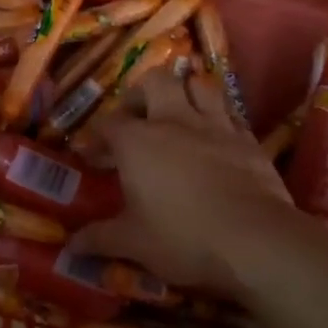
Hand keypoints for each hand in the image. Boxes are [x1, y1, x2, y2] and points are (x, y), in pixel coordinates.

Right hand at [68, 74, 292, 290]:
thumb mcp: (132, 243)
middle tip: (136, 119)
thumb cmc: (183, 238)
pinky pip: (230, 113)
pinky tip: (213, 138)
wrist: (257, 242)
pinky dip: (217, 117)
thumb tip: (70, 246)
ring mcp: (216, 126)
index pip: (108, 123)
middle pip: (156, 81)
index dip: (97, 137)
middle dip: (141, 93)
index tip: (93, 157)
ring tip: (176, 116)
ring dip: (184, 93)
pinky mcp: (249, 140)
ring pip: (199, 85)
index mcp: (138, 142)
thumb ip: (98, 238)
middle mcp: (174, 122)